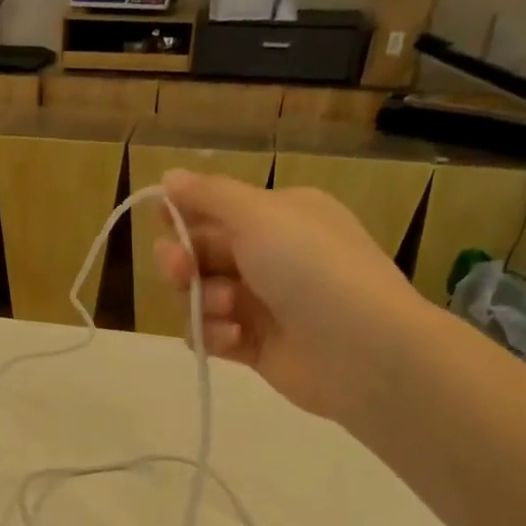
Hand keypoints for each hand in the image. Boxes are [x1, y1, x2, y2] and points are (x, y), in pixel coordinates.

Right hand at [154, 169, 430, 419]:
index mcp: (278, 216)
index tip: (162, 222)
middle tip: (181, 271)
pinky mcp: (254, 346)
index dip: (183, 217)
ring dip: (202, 302)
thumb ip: (209, 196)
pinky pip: (211, 334)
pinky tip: (235, 339)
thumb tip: (169, 175)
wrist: (363, 350)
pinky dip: (213, 335)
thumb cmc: (312, 268)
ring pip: (200, 297)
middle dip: (182, 262)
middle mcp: (269, 256)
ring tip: (228, 311)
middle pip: (199, 255)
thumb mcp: (260, 216)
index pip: (214, 211)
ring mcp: (261, 304)